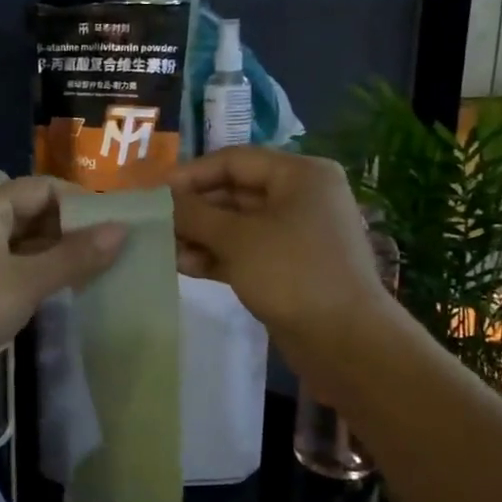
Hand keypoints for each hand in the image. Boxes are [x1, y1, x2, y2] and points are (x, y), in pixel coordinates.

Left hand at [0, 176, 126, 404]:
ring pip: (24, 246)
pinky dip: (36, 279)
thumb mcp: (27, 281)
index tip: (116, 226)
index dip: (81, 203)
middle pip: (34, 215)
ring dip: (56, 258)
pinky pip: (11, 271)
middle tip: (114, 255)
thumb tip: (121, 230)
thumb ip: (74, 256)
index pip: (44, 188)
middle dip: (72, 232)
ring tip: (97, 276)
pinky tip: (61, 297)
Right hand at [170, 147, 391, 358]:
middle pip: (235, 192)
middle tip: (156, 224)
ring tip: (166, 250)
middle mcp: (300, 197)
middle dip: (195, 209)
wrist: (345, 341)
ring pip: (237, 225)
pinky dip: (217, 256)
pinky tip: (186, 266)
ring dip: (201, 235)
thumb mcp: (237, 238)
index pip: (235, 161)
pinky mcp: (289, 267)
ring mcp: (296, 234)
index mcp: (300, 175)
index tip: (156, 192)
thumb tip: (164, 199)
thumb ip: (195, 214)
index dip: (192, 174)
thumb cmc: (292, 273)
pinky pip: (246, 251)